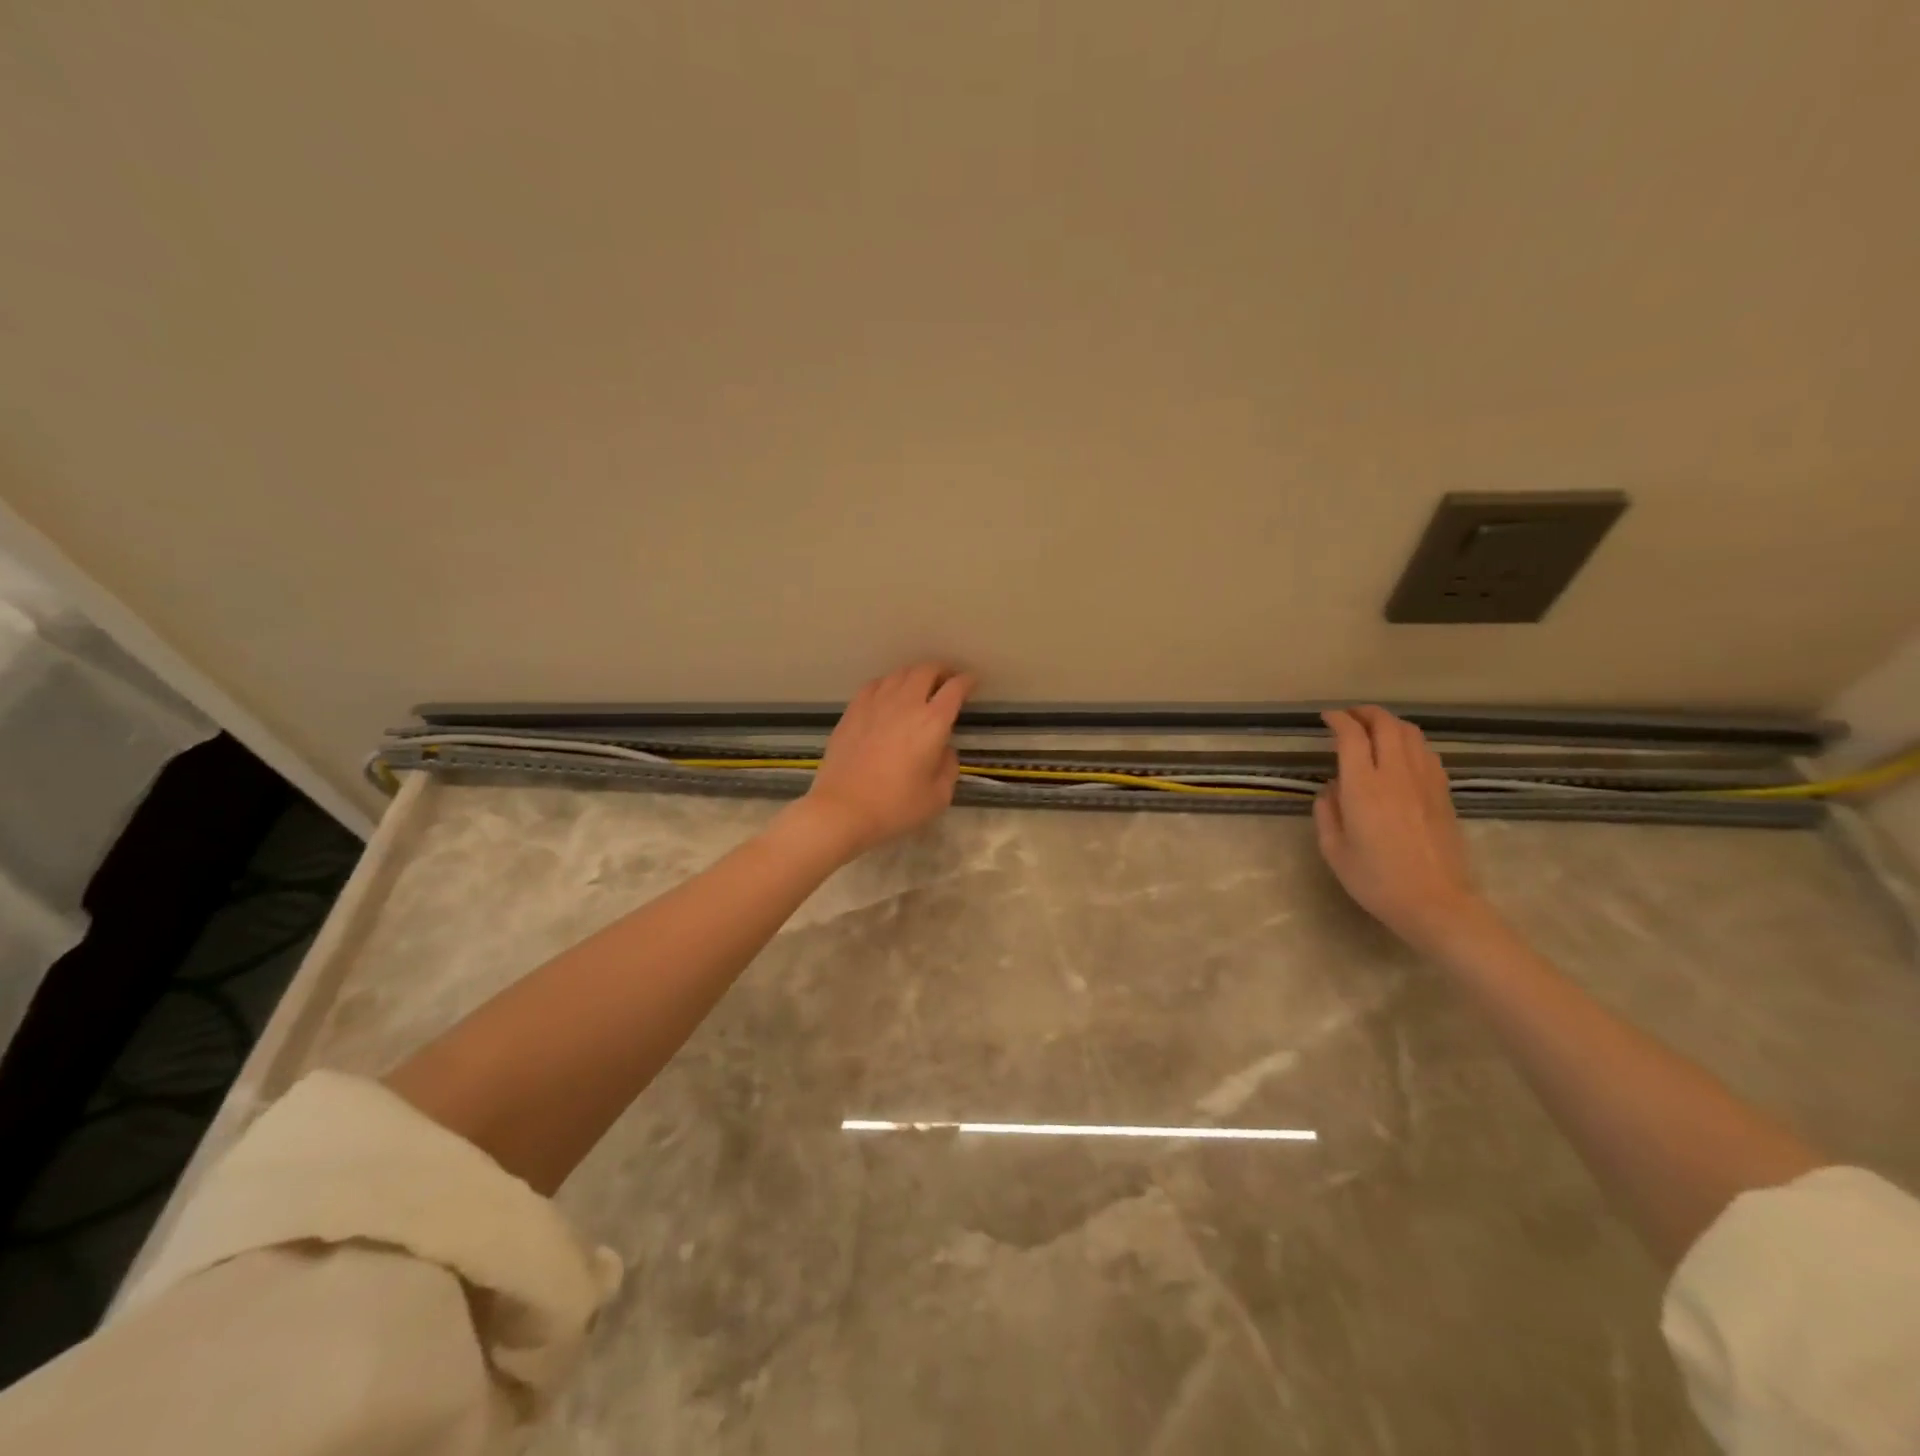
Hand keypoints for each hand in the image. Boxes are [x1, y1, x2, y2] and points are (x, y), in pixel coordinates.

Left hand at [790, 663, 976, 859]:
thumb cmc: (895, 806)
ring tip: (918, 686)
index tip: (971, 682)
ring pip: (899, 673)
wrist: (842, 809)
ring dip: (914, 675)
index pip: (955, 688)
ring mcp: (875, 704)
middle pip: (926, 670)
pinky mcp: (852, 711)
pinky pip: (874, 684)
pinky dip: (888, 684)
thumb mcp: (938, 796)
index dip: (967, 681)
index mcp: (932, 722)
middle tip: (947, 681)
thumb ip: (948, 767)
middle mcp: (906, 704)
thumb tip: (944, 749)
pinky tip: (887, 695)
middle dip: (941, 670)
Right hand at [1314, 706, 1489, 950]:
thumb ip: (1327, 813)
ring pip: (1411, 734)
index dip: (1338, 720)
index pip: (1351, 736)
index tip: (1326, 717)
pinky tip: (1402, 754)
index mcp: (1363, 787)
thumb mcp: (1334, 850)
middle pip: (1386, 725)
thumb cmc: (1376, 880)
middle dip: (1366, 713)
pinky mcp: (1443, 793)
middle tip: (1349, 716)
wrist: (1436, 903)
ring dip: (1390, 723)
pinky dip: (1410, 742)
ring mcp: (1425, 782)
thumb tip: (1331, 789)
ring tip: (1375, 729)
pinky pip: (1427, 753)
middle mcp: (1395, 775)